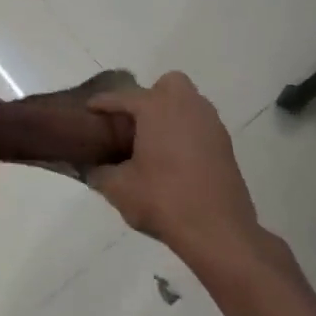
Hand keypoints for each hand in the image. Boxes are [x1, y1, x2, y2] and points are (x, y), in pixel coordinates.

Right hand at [86, 73, 262, 260]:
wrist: (217, 231)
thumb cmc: (163, 201)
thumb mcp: (119, 189)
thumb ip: (99, 173)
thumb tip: (91, 169)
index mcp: (157, 109)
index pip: (124, 97)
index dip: (103, 102)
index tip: (89, 108)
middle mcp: (187, 106)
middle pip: (169, 84)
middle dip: (150, 96)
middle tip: (134, 123)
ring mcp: (211, 124)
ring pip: (189, 102)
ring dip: (171, 114)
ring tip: (153, 142)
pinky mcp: (225, 145)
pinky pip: (201, 125)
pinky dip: (186, 132)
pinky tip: (174, 159)